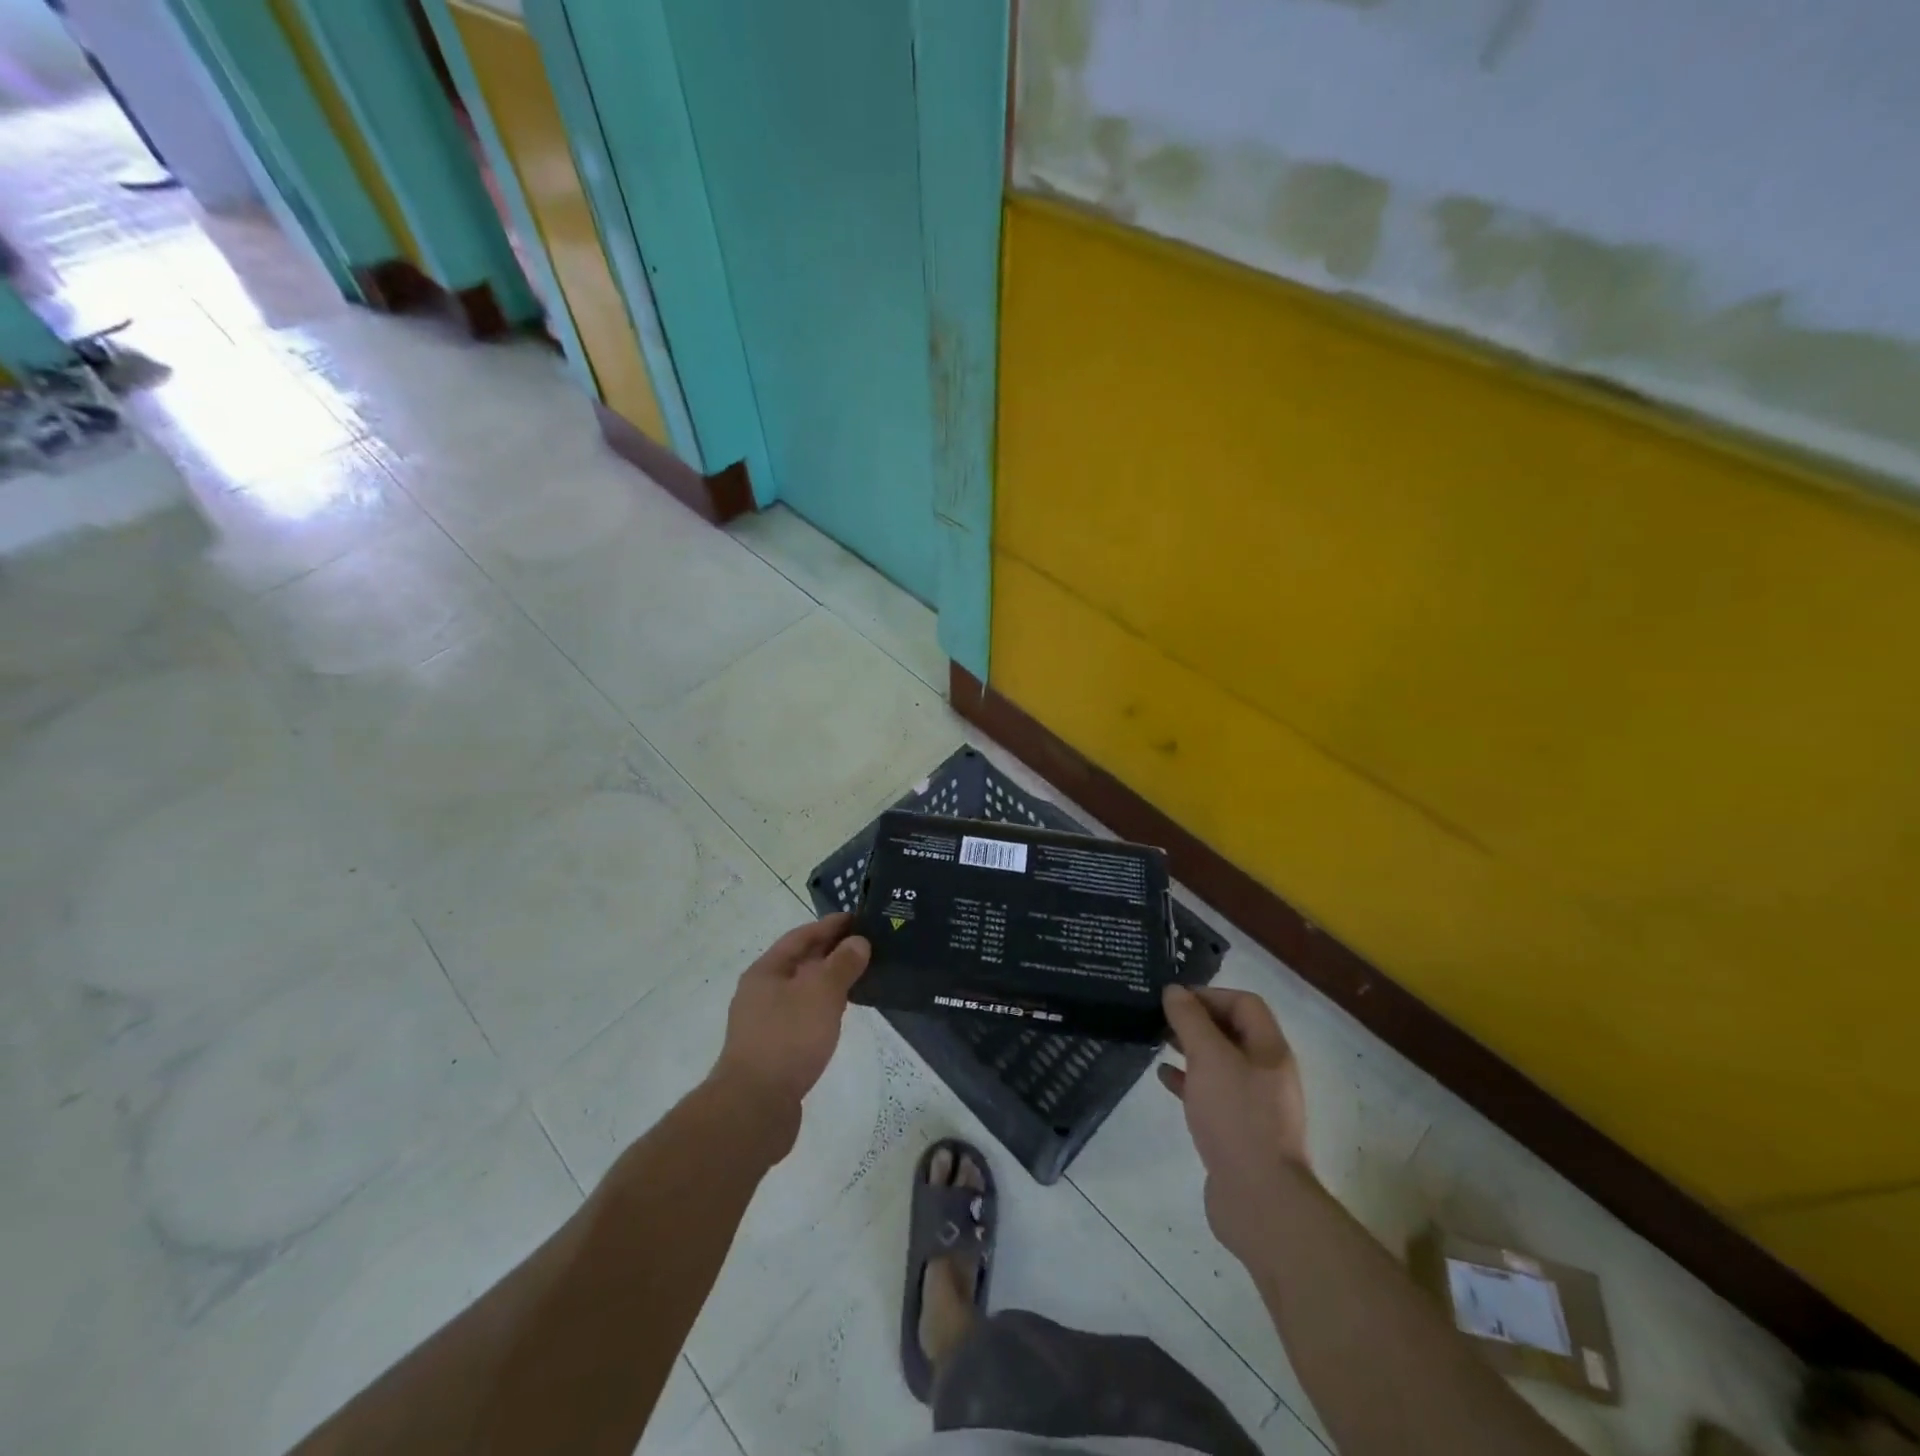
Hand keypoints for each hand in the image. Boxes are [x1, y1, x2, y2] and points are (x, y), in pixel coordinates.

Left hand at [712, 914, 871, 1149]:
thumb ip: (842, 964)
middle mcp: (760, 992)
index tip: (858, 918)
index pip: (801, 936)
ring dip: (828, 981)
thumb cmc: (788, 1039)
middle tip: (866, 945)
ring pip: (801, 991)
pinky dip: (822, 1008)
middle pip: (800, 962)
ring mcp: (764, 1023)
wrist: (754, 1107)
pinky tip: (839, 1016)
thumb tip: (858, 942)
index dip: (829, 925)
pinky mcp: (773, 1051)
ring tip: (859, 978)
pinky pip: (802, 1016)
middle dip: (830, 952)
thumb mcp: (822, 993)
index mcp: (766, 971)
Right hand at [1159, 986, 1311, 1263]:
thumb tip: (1175, 991)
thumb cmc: (1236, 1117)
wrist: (1259, 1200)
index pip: (1244, 1003)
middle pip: (1233, 1032)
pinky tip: (1164, 1079)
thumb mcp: (1209, 1058)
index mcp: (1269, 1050)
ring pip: (1220, 1063)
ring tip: (1158, 1043)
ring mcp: (1255, 1104)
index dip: (1210, 995)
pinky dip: (1189, 1081)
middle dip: (1197, 1021)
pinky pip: (1212, 1094)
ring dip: (1191, 1049)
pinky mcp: (1239, 1131)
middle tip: (1161, 1019)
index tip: (1174, 1000)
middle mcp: (1267, 1073)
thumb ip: (1190, 1020)